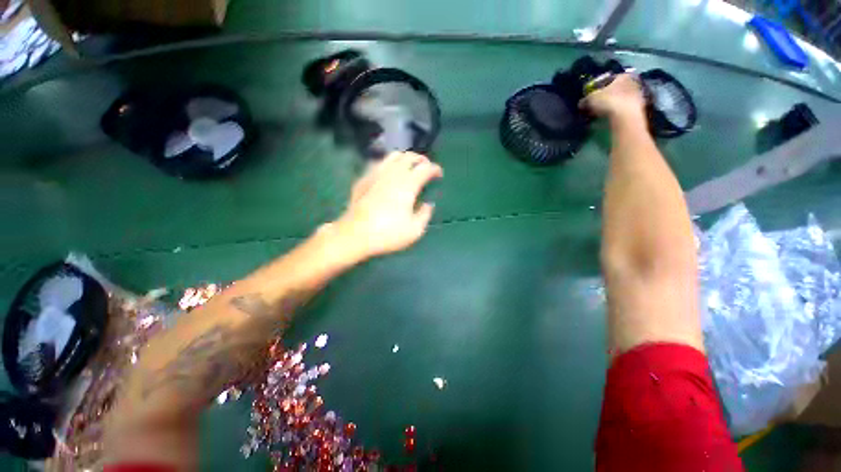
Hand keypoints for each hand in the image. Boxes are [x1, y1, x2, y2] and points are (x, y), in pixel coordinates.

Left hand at [332, 152, 442, 259]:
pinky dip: (389, 164)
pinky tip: (388, 173)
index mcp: (408, 184)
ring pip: (393, 156)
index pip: (425, 168)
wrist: (355, 234)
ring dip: (405, 158)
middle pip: (409, 156)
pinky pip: (379, 163)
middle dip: (421, 159)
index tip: (439, 174)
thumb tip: (428, 204)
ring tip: (408, 166)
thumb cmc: (388, 233)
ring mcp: (376, 173)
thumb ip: (425, 214)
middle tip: (426, 167)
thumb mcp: (415, 230)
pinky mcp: (364, 178)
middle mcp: (393, 173)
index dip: (435, 169)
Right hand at [580, 73, 645, 122]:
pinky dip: (614, 112)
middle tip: (593, 106)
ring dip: (609, 106)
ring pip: (618, 99)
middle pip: (614, 89)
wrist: (626, 116)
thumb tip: (581, 103)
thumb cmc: (609, 101)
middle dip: (604, 97)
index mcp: (623, 75)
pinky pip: (622, 109)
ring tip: (598, 114)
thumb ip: (585, 99)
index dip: (596, 88)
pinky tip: (606, 118)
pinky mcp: (638, 108)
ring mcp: (637, 95)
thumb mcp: (591, 99)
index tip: (589, 96)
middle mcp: (633, 82)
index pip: (607, 79)